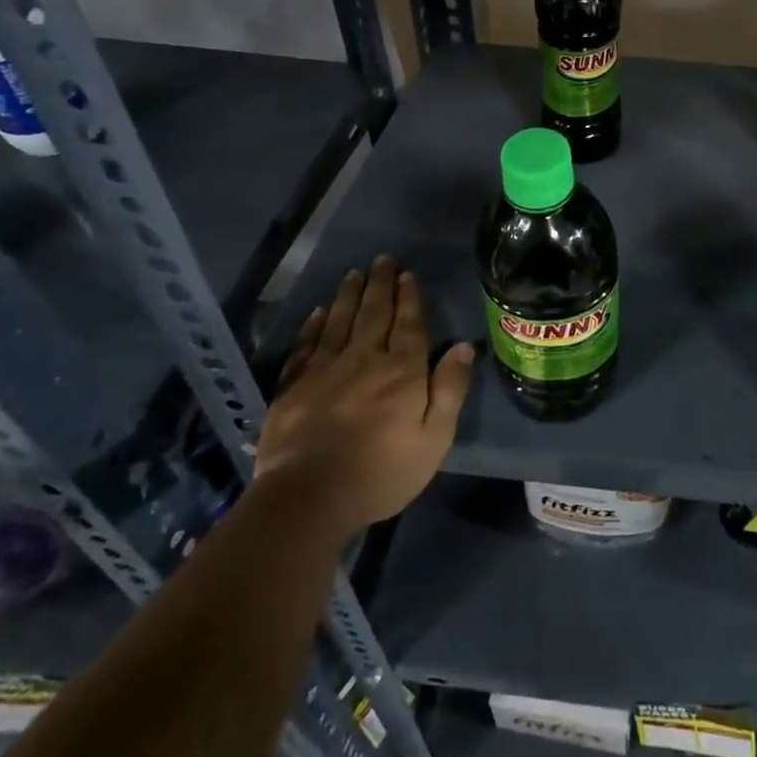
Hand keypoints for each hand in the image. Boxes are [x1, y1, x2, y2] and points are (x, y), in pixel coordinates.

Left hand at [254, 256, 474, 536]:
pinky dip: (314, 326)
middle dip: (381, 284)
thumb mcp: (434, 438)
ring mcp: (325, 370)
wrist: (308, 497)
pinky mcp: (293, 387)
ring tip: (354, 273)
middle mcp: (365, 358)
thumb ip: (450, 389)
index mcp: (402, 370)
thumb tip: (463, 346)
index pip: (409, 323)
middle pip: (375, 313)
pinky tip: (318, 312)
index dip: (409, 297)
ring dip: (349, 295)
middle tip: (383, 259)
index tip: (408, 274)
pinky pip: (306, 345)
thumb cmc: (382, 472)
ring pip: (340, 321)